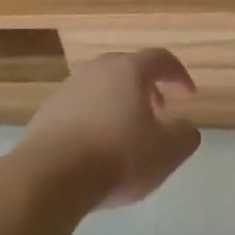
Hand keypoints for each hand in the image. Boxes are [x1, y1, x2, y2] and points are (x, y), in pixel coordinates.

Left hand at [17, 49, 201, 208]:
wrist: (50, 175)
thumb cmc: (117, 156)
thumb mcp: (167, 152)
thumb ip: (185, 135)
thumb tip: (184, 127)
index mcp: (128, 70)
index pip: (160, 59)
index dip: (178, 75)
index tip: (188, 96)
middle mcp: (96, 70)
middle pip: (127, 69)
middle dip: (147, 88)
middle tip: (158, 112)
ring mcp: (67, 89)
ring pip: (101, 88)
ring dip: (119, 104)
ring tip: (127, 134)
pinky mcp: (47, 112)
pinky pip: (80, 108)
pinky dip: (95, 119)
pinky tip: (97, 148)